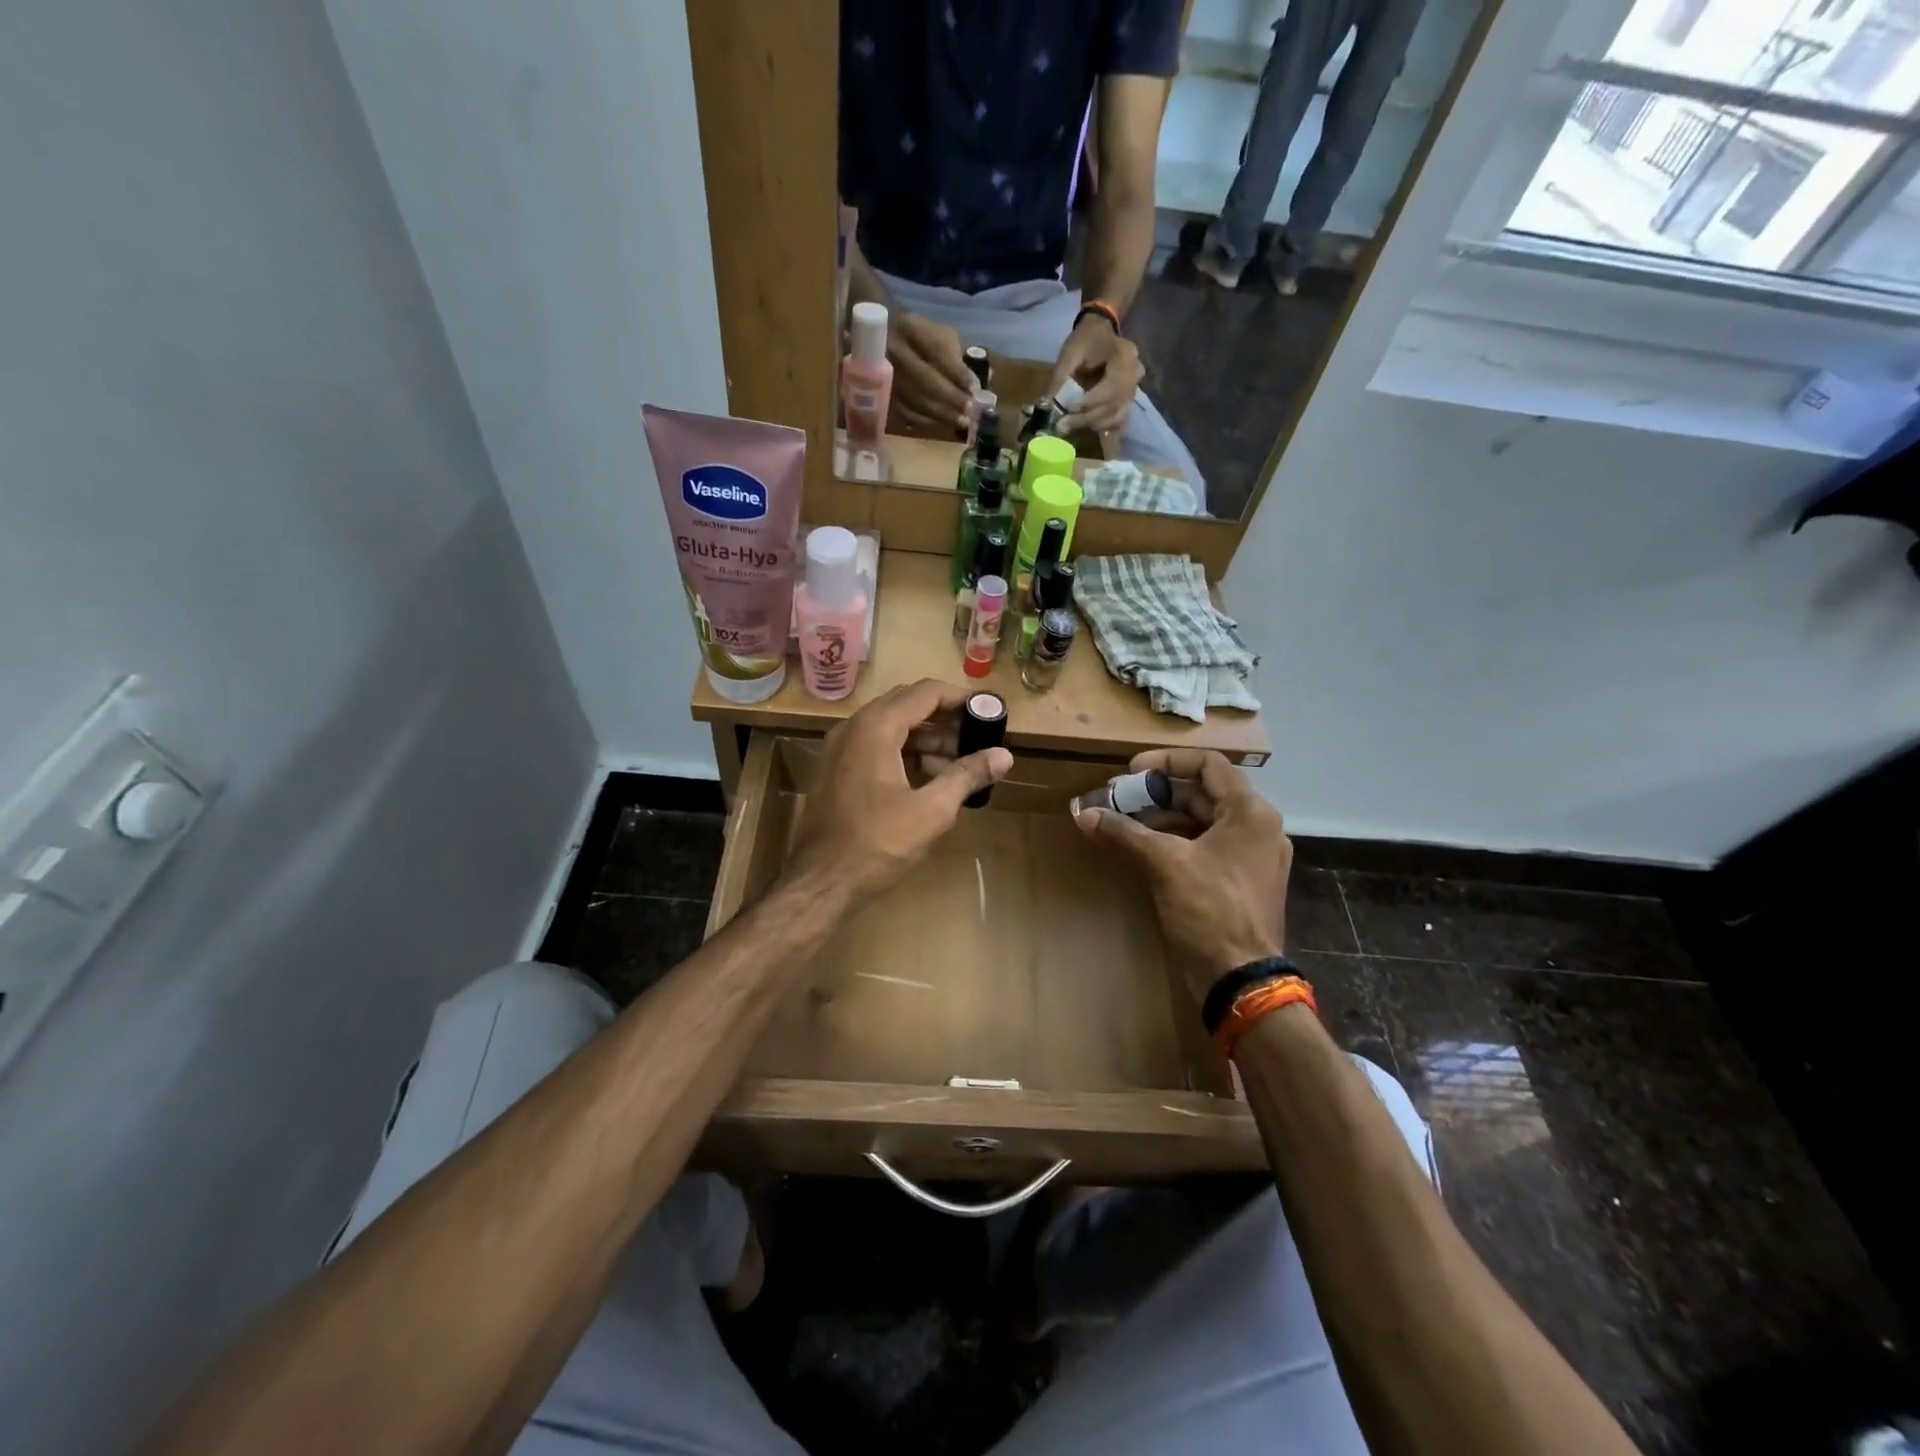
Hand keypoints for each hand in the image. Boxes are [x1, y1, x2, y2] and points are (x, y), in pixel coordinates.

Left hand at [787, 680, 1013, 900]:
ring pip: (891, 728)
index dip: (960, 698)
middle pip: (907, 706)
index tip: (988, 712)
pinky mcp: (837, 772)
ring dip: (927, 739)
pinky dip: (906, 755)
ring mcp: (841, 750)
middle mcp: (854, 728)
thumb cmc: (877, 843)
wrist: (820, 882)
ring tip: (961, 763)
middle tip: (978, 736)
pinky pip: (877, 748)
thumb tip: (1004, 755)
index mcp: (876, 727)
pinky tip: (931, 779)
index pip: (925, 692)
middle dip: (945, 719)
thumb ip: (967, 775)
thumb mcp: (932, 810)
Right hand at [887, 312, 975, 437]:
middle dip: (950, 397)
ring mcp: (881, 374)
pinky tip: (941, 424)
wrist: (876, 337)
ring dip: (941, 414)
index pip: (936, 350)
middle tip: (970, 412)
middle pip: (924, 379)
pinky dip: (925, 420)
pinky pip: (903, 412)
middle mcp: (892, 349)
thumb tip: (981, 381)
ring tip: (961, 422)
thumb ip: (958, 355)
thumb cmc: (917, 337)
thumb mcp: (938, 334)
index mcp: (909, 327)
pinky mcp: (878, 395)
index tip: (974, 389)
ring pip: (913, 399)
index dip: (957, 372)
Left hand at [1047, 315, 1143, 436]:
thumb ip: (1060, 378)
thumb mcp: (1070, 353)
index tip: (1069, 409)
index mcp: (1124, 356)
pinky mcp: (1128, 401)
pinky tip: (1087, 429)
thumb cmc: (1086, 340)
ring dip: (1093, 425)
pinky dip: (1103, 428)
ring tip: (1071, 425)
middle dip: (1087, 418)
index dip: (1090, 402)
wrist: (1102, 332)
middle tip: (1063, 425)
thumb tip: (1046, 407)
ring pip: (1117, 417)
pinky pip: (1119, 421)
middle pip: (1114, 405)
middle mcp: (1135, 375)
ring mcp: (1135, 390)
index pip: (1111, 387)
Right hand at [1075, 749, 1290, 1002]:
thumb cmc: (1210, 910)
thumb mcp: (1164, 864)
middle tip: (1118, 800)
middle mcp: (1257, 828)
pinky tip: (1142, 852)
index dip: (1166, 762)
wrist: (1241, 980)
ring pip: (1201, 822)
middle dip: (1157, 795)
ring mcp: (1251, 857)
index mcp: (1250, 812)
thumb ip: (1124, 832)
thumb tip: (1083, 813)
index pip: (1208, 765)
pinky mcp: (1239, 882)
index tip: (1131, 772)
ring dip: (1161, 819)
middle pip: (1203, 793)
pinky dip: (1174, 843)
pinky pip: (1205, 847)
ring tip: (1123, 826)